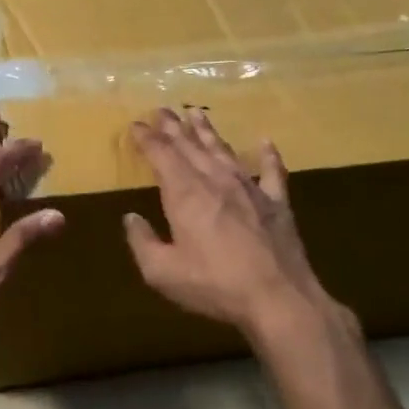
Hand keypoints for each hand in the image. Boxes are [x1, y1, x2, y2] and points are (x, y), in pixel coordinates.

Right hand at [123, 107, 356, 344]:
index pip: (161, 155)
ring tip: (196, 114)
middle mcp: (215, 181)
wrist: (278, 298)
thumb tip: (130, 218)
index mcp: (184, 193)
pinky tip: (265, 142)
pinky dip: (268, 155)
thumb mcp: (162, 272)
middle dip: (173, 127)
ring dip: (208, 131)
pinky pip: (272, 171)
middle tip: (162, 109)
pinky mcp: (276, 203)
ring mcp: (249, 189)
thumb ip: (141, 242)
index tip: (137, 124)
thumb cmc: (214, 284)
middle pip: (190, 146)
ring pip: (224, 151)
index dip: (147, 138)